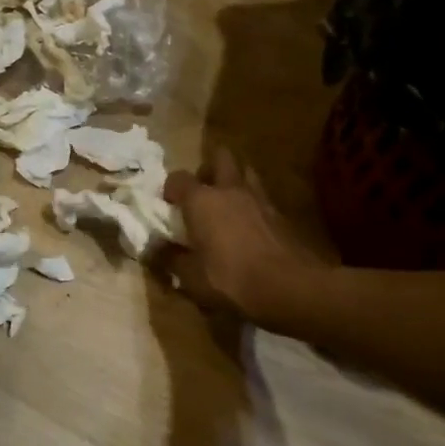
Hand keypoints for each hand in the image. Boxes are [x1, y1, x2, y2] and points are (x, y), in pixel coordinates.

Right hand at [162, 148, 333, 328]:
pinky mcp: (281, 215)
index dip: (171, 188)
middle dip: (208, 168)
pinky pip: (262, 198)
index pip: (178, 178)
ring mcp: (260, 199)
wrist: (290, 287)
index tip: (168, 204)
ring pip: (246, 173)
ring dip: (234, 181)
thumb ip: (169, 259)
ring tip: (227, 203)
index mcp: (202, 200)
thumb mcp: (190, 277)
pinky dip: (252, 204)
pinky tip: (249, 226)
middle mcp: (230, 190)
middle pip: (220, 157)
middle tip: (202, 190)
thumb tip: (154, 249)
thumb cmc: (231, 279)